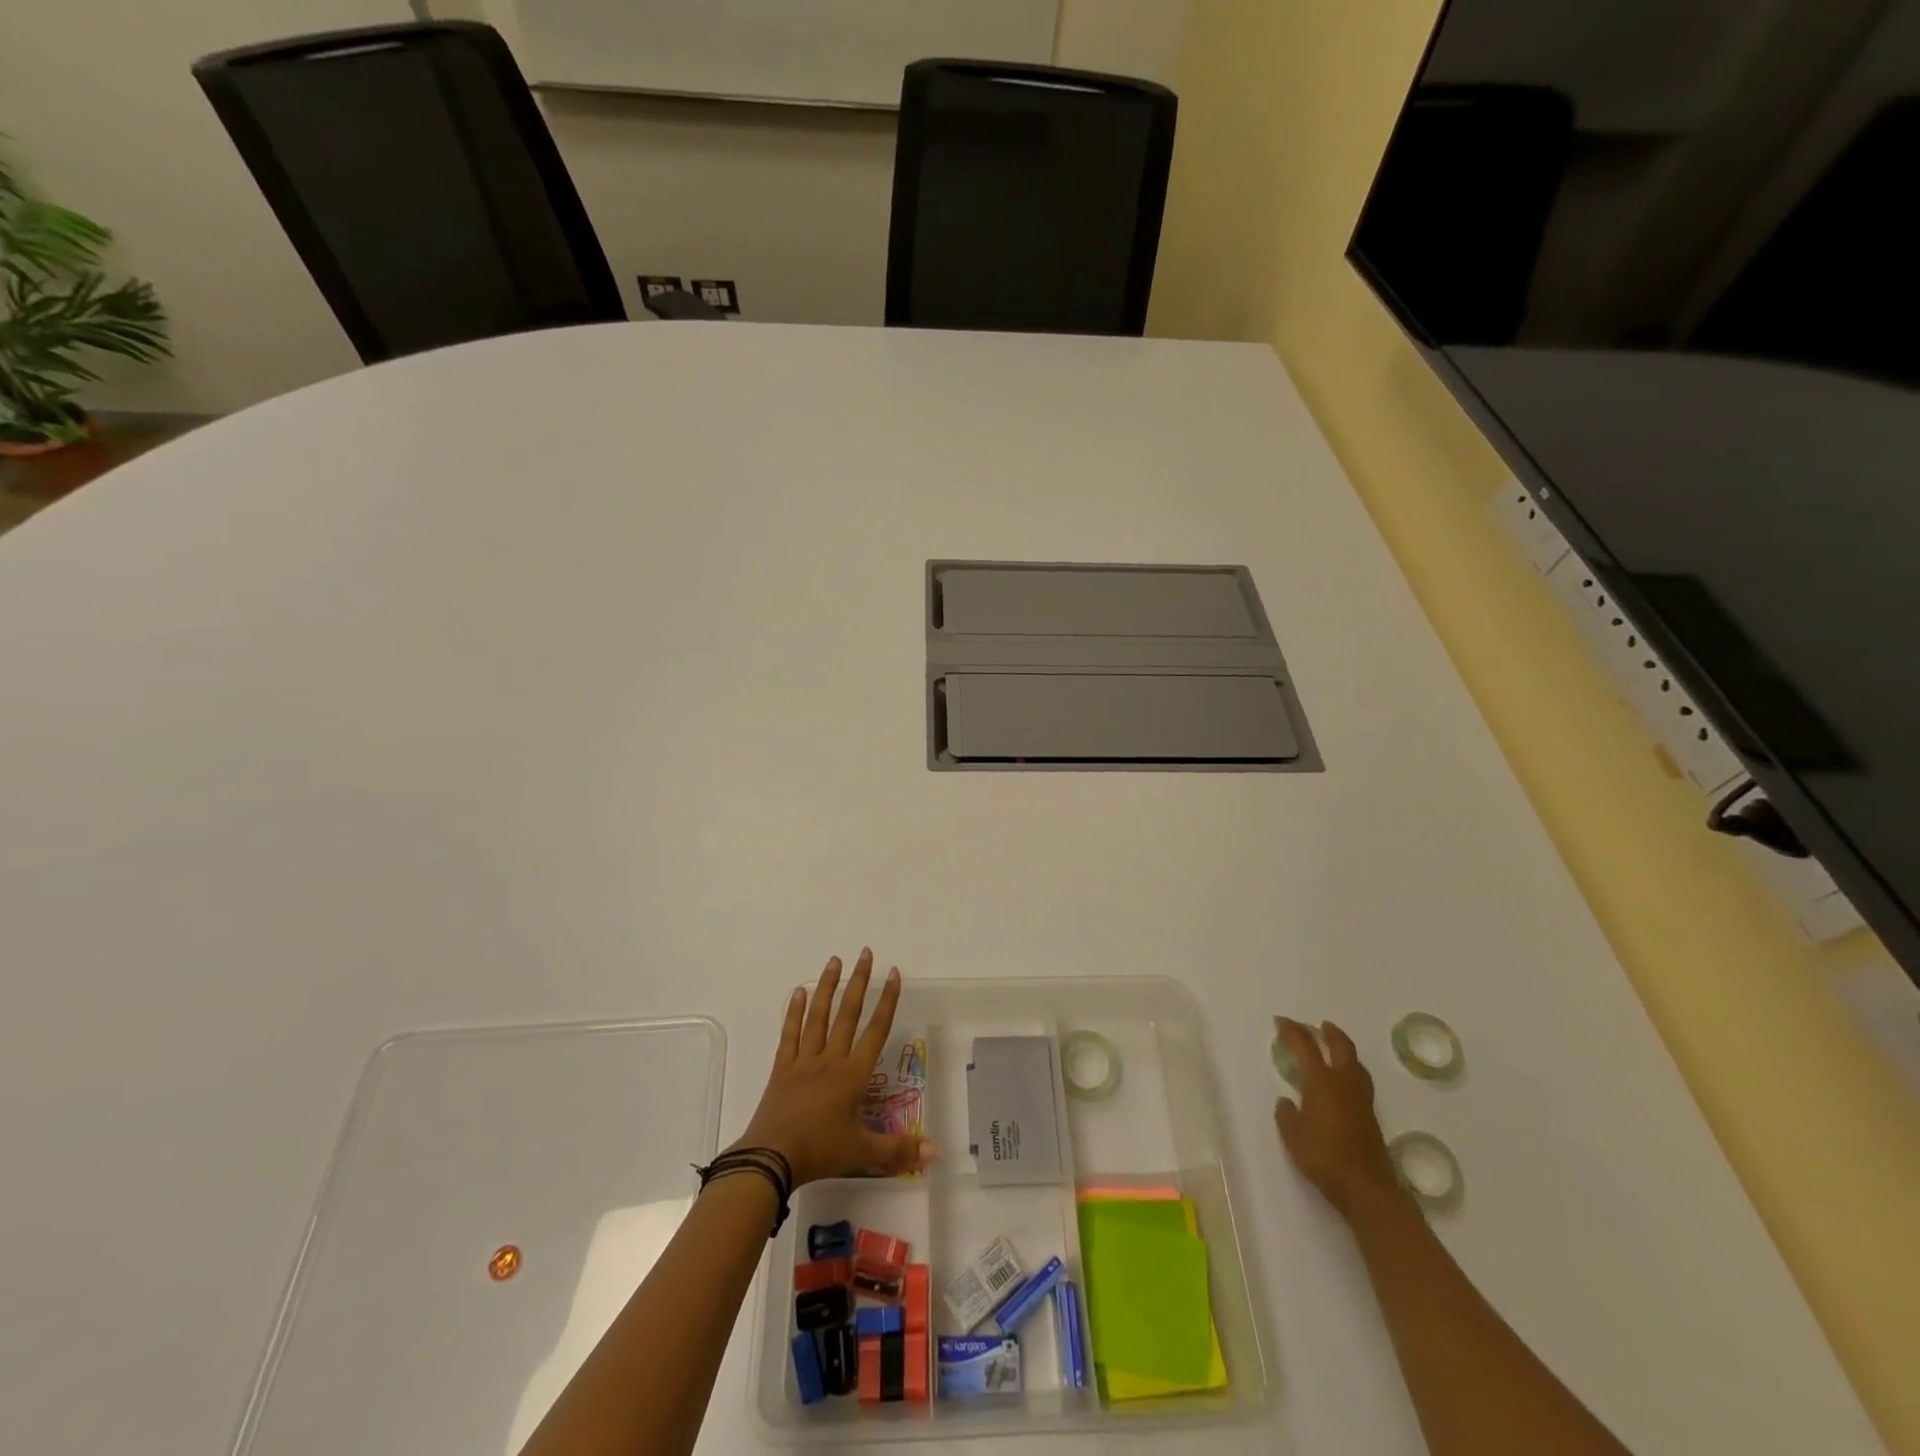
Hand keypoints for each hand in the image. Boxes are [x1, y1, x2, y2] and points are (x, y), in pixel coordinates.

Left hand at [730, 950, 937, 1185]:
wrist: (771, 1159)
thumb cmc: (820, 1152)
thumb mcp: (863, 1152)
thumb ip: (899, 1151)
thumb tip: (936, 1153)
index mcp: (853, 1075)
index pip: (876, 1031)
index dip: (887, 1001)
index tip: (893, 973)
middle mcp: (831, 1059)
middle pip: (848, 1014)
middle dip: (859, 982)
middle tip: (865, 953)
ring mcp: (804, 1061)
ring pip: (818, 1016)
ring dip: (828, 987)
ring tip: (834, 961)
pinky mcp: (782, 1069)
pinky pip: (790, 1034)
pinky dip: (794, 1012)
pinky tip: (798, 992)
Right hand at [1273, 1017, 1401, 1219]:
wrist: (1367, 1188)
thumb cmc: (1324, 1157)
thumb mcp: (1293, 1136)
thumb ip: (1287, 1114)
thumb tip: (1287, 1102)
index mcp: (1321, 1081)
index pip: (1305, 1046)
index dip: (1292, 1031)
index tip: (1280, 1021)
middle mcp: (1344, 1082)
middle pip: (1339, 1045)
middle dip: (1326, 1031)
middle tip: (1314, 1026)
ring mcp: (1361, 1097)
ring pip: (1354, 1060)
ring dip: (1341, 1047)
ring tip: (1331, 1044)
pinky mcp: (1370, 1113)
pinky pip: (1359, 1077)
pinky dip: (1349, 1066)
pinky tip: (1342, 1077)